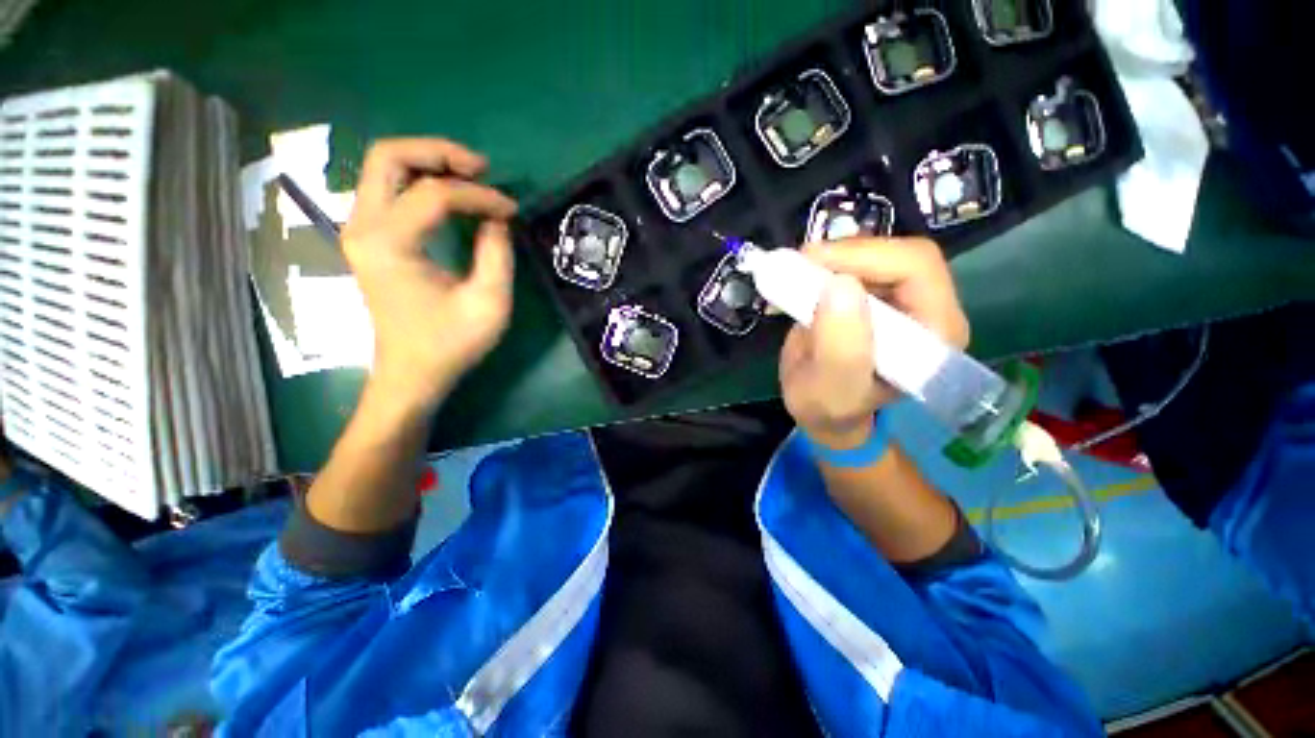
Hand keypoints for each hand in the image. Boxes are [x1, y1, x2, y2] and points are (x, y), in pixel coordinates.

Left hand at [341, 139, 517, 410]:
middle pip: (389, 156)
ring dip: (430, 163)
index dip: (480, 195)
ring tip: (472, 177)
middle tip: (482, 169)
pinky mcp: (369, 238)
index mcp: (389, 243)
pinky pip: (390, 189)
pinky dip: (421, 181)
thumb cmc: (450, 343)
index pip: (434, 193)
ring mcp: (359, 230)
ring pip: (385, 167)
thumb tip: (497, 217)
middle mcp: (362, 226)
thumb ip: (497, 253)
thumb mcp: (489, 303)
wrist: (411, 372)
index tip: (512, 210)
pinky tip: (451, 196)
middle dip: (439, 153)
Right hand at [779, 238, 968, 449]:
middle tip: (798, 264)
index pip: (915, 268)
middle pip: (898, 254)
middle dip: (844, 254)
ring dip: (831, 259)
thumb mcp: (831, 391)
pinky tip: (800, 280)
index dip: (864, 256)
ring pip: (875, 254)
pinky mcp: (877, 295)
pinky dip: (823, 266)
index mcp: (934, 334)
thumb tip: (840, 286)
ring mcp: (904, 299)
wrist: (823, 410)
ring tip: (794, 274)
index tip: (810, 262)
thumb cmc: (830, 408)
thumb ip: (841, 349)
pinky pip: (856, 265)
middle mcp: (929, 309)